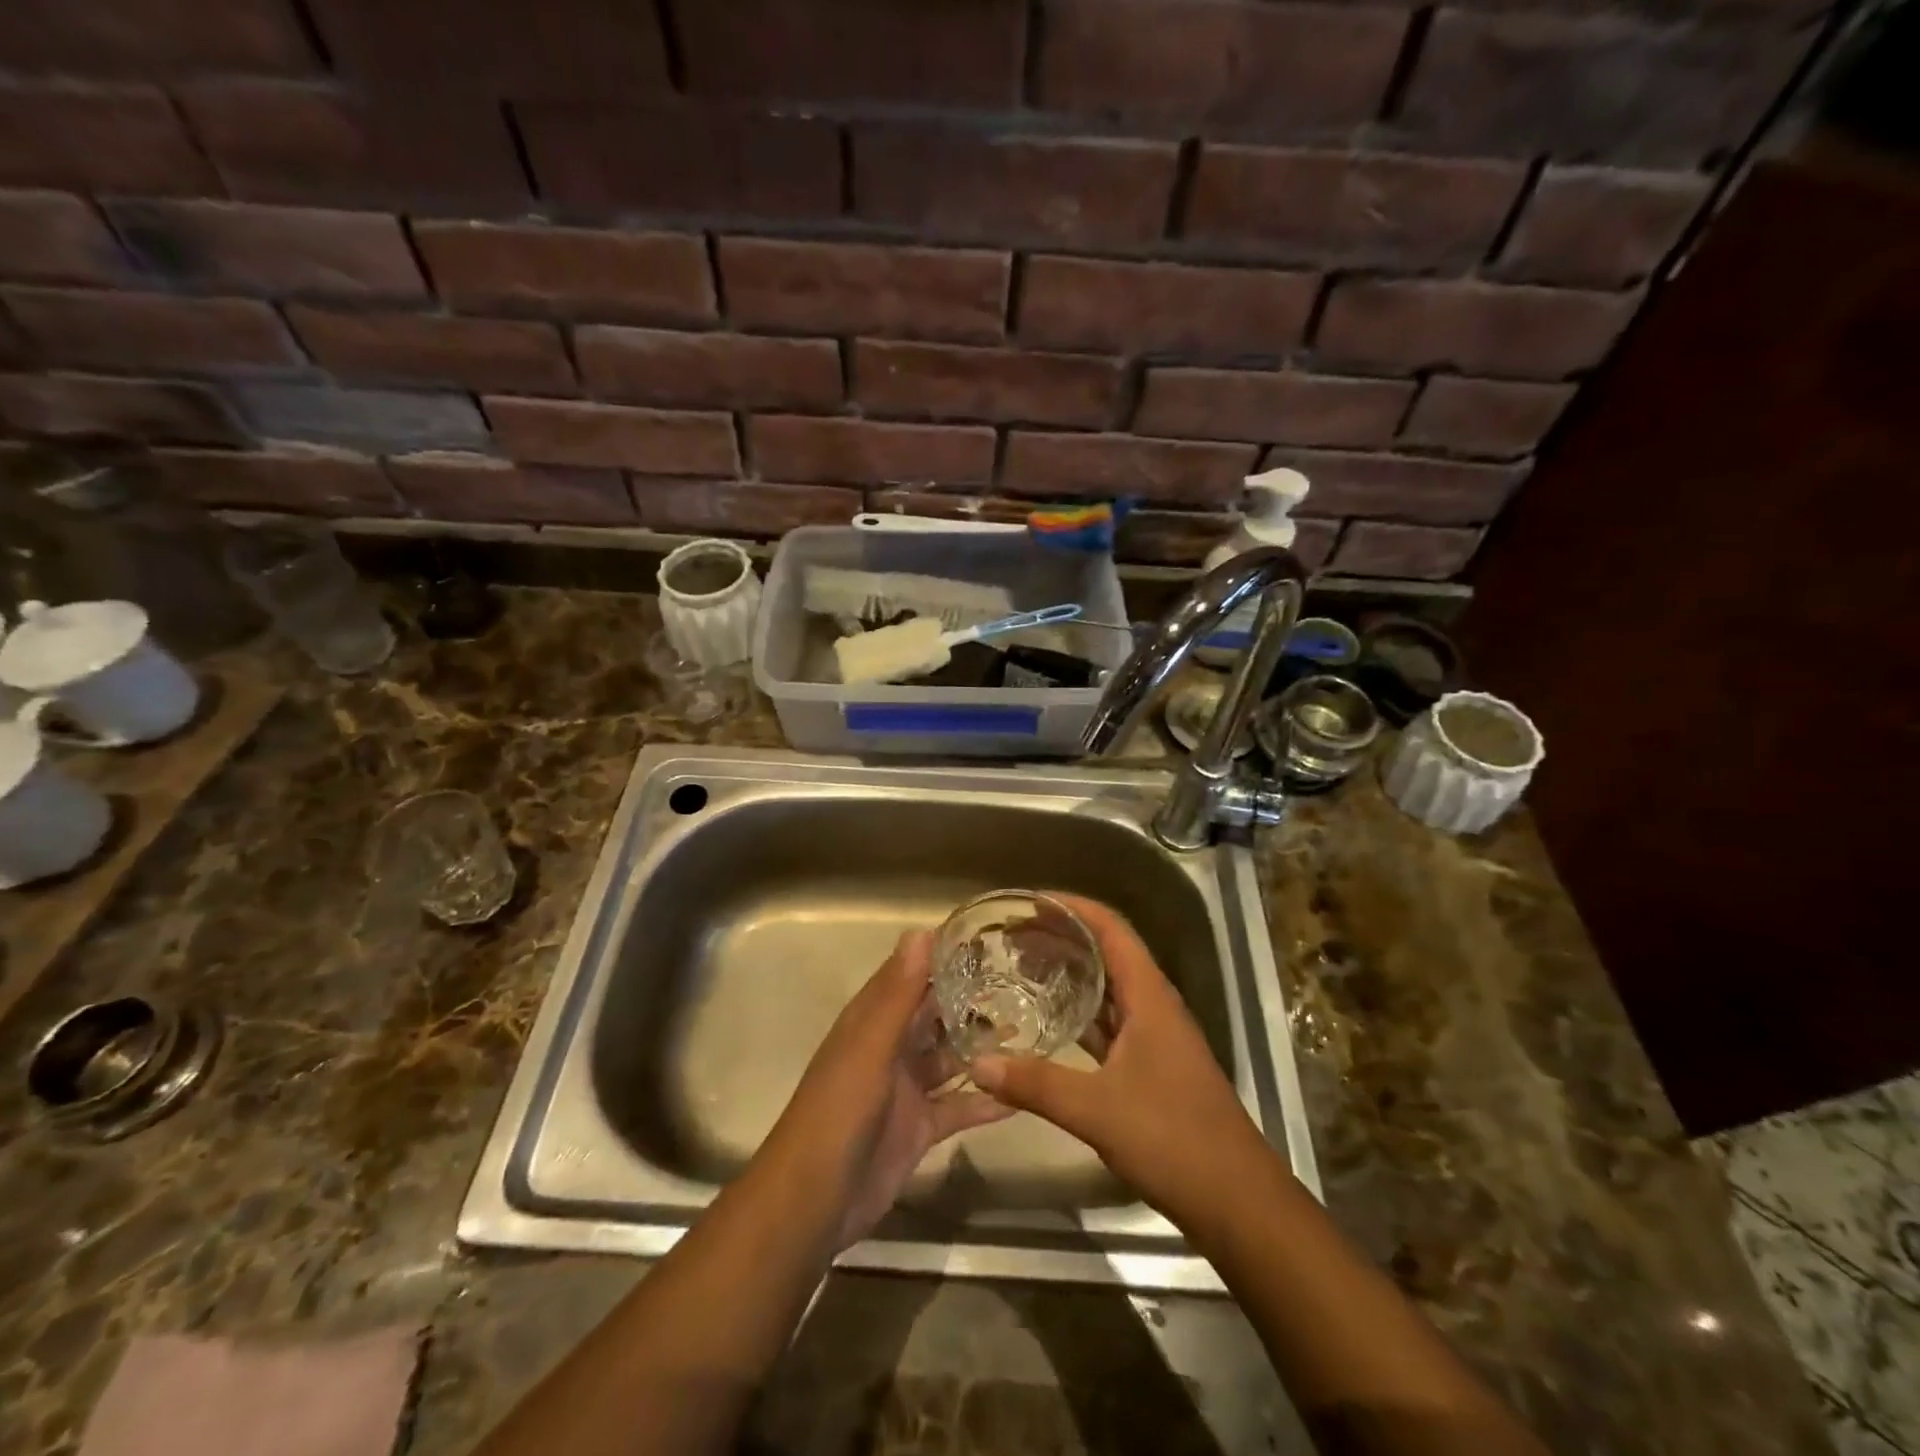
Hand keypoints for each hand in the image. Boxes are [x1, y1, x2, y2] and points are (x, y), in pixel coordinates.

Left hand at [757, 931, 1012, 1251]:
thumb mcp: (870, 1046)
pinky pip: (958, 1106)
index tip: (988, 938)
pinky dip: (985, 1101)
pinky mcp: (920, 1128)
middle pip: (935, 1015)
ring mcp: (906, 1089)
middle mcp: (890, 1048)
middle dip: (971, 1000)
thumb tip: (921, 932)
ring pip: (950, 1058)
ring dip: (982, 1047)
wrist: (814, 1201)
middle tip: (1024, 983)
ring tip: (1031, 1029)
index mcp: (872, 1021)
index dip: (943, 956)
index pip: (911, 975)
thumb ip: (898, 994)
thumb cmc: (839, 1111)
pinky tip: (1021, 1094)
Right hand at [969, 895, 1270, 1227]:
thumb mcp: (1097, 1109)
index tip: (1030, 902)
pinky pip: (1110, 1024)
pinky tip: (1049, 1023)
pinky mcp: (1153, 1066)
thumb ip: (1036, 1084)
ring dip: (1071, 975)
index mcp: (1150, 996)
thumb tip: (979, 1064)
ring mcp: (1156, 1037)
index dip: (1073, 907)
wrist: (1237, 1201)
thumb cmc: (1173, 1139)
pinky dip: (1080, 1014)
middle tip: (1014, 936)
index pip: (1111, 928)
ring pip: (1109, 990)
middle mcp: (1154, 1006)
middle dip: (1063, 937)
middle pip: (1108, 953)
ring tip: (1023, 968)